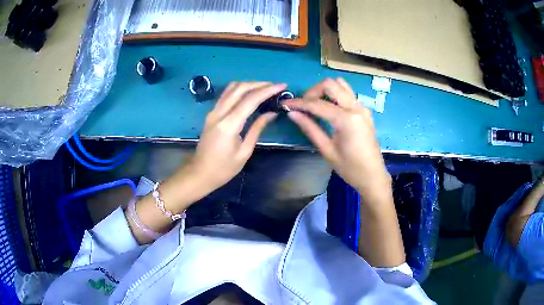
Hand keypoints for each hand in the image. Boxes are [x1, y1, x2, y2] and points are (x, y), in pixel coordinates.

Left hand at [186, 81, 286, 192]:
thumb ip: (257, 129)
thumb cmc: (224, 168)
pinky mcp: (211, 113)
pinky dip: (240, 90)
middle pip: (240, 88)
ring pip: (231, 88)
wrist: (200, 173)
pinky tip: (249, 94)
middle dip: (259, 84)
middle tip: (275, 86)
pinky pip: (226, 94)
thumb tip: (271, 113)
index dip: (267, 90)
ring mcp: (213, 112)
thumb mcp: (244, 152)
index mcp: (229, 125)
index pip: (250, 99)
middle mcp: (219, 113)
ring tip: (264, 88)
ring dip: (249, 84)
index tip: (282, 86)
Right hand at [284, 78, 390, 200]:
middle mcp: (356, 107)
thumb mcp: (327, 150)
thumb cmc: (350, 168)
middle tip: (303, 105)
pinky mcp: (364, 110)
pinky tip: (329, 108)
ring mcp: (362, 107)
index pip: (317, 104)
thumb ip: (310, 128)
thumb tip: (292, 114)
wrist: (373, 176)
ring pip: (341, 84)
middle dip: (312, 91)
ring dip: (325, 90)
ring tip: (315, 104)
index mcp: (347, 120)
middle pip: (330, 84)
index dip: (299, 103)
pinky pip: (348, 93)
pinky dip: (335, 95)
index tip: (285, 104)